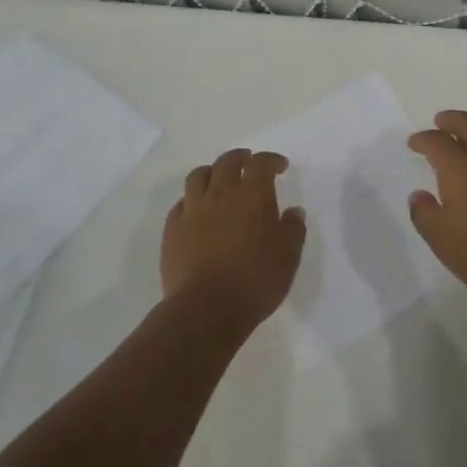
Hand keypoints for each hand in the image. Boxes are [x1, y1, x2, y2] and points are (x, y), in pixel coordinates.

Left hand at [161, 149, 305, 325]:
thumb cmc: (255, 280)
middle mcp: (220, 194)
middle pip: (227, 162)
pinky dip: (192, 199)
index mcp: (252, 195)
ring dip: (212, 171)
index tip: (280, 166)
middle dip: (240, 157)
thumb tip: (293, 211)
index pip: (261, 164)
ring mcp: (192, 211)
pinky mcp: (172, 231)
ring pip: (198, 176)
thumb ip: (293, 229)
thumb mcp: (288, 256)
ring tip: (219, 178)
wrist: (206, 309)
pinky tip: (197, 209)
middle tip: (249, 162)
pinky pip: (181, 203)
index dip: (271, 160)